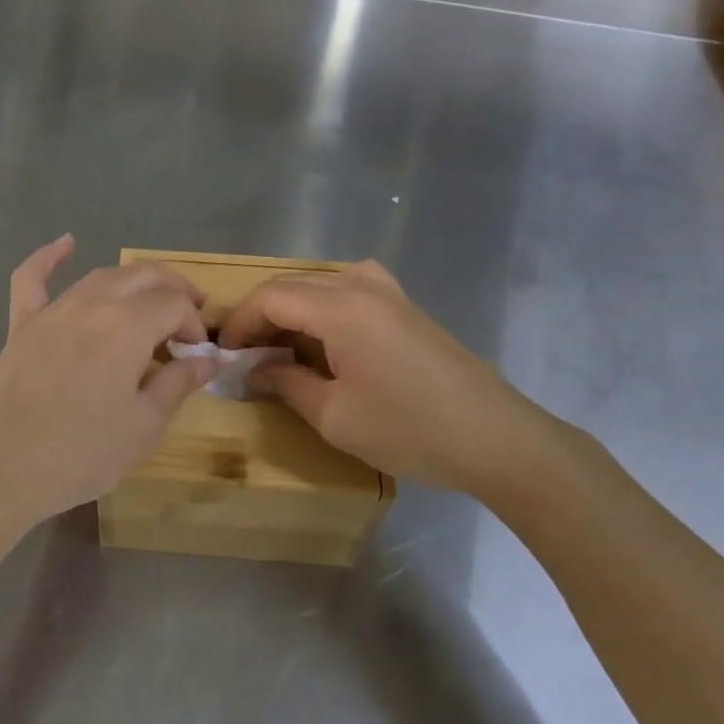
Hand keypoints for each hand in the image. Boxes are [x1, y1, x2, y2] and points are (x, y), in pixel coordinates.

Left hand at [0, 237, 217, 532]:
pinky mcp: (22, 324)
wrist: (0, 469)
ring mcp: (53, 310)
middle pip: (144, 277)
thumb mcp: (143, 426)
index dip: (194, 324)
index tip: (198, 355)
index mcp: (127, 326)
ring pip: (101, 276)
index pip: (174, 305)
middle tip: (191, 314)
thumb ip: (178, 384)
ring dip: (134, 281)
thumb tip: (208, 359)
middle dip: (175, 290)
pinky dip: (50, 256)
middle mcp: (92, 304)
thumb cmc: (80, 454)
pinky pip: (33, 278)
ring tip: (153, 298)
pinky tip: (66, 242)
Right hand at [218, 260, 574, 498]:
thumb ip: (287, 384)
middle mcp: (361, 286)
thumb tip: (255, 369)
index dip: (240, 323)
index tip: (225, 354)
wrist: (498, 439)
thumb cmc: (411, 430)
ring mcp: (388, 291)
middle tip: (246, 356)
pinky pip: (349, 289)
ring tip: (281, 351)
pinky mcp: (405, 305)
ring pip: (319, 285)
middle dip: (262, 317)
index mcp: (340, 308)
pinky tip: (327, 338)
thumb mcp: (335, 416)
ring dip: (292, 312)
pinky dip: (323, 308)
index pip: (270, 298)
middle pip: (292, 286)